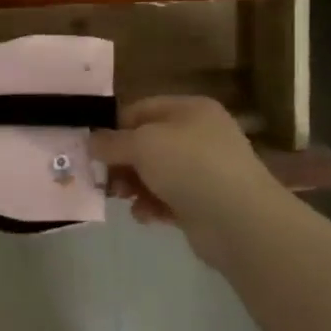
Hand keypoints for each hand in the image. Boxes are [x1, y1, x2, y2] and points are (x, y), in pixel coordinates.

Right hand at [90, 96, 284, 264]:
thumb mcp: (142, 144)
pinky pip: (167, 199)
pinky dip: (152, 206)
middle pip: (146, 143)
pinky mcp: (203, 203)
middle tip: (102, 179)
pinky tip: (145, 216)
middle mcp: (198, 135)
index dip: (113, 127)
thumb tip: (91, 141)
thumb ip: (111, 142)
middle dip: (121, 162)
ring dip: (133, 186)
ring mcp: (203, 170)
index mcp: (189, 110)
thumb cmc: (189, 167)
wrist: (239, 220)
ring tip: (122, 198)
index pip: (140, 109)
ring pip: (154, 173)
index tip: (91, 148)